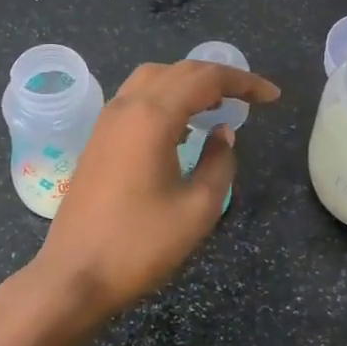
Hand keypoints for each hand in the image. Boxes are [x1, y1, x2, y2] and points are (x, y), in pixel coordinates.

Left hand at [31, 59, 279, 321]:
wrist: (74, 274)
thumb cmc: (140, 245)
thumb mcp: (197, 209)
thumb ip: (220, 163)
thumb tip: (223, 133)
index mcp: (152, 116)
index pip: (205, 78)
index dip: (243, 81)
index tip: (272, 96)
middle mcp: (126, 106)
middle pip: (177, 71)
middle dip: (218, 78)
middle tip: (250, 99)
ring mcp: (106, 122)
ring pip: (152, 80)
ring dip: (188, 85)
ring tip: (218, 107)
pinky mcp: (98, 140)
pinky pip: (136, 100)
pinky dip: (165, 100)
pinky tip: (182, 128)